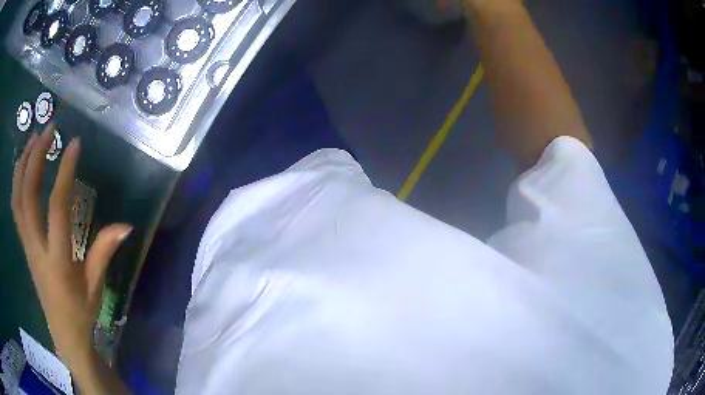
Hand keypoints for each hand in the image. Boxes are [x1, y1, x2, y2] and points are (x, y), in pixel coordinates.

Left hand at [11, 125, 131, 369]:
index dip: (64, 173)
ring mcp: (27, 245)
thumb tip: (126, 225)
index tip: (75, 145)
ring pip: (17, 199)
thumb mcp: (95, 286)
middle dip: (35, 157)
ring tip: (33, 138)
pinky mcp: (24, 245)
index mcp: (57, 260)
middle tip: (49, 130)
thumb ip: (105, 251)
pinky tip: (24, 165)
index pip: (57, 208)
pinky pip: (16, 207)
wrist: (64, 334)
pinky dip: (17, 181)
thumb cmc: (81, 312)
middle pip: (27, 196)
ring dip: (22, 164)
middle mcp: (36, 248)